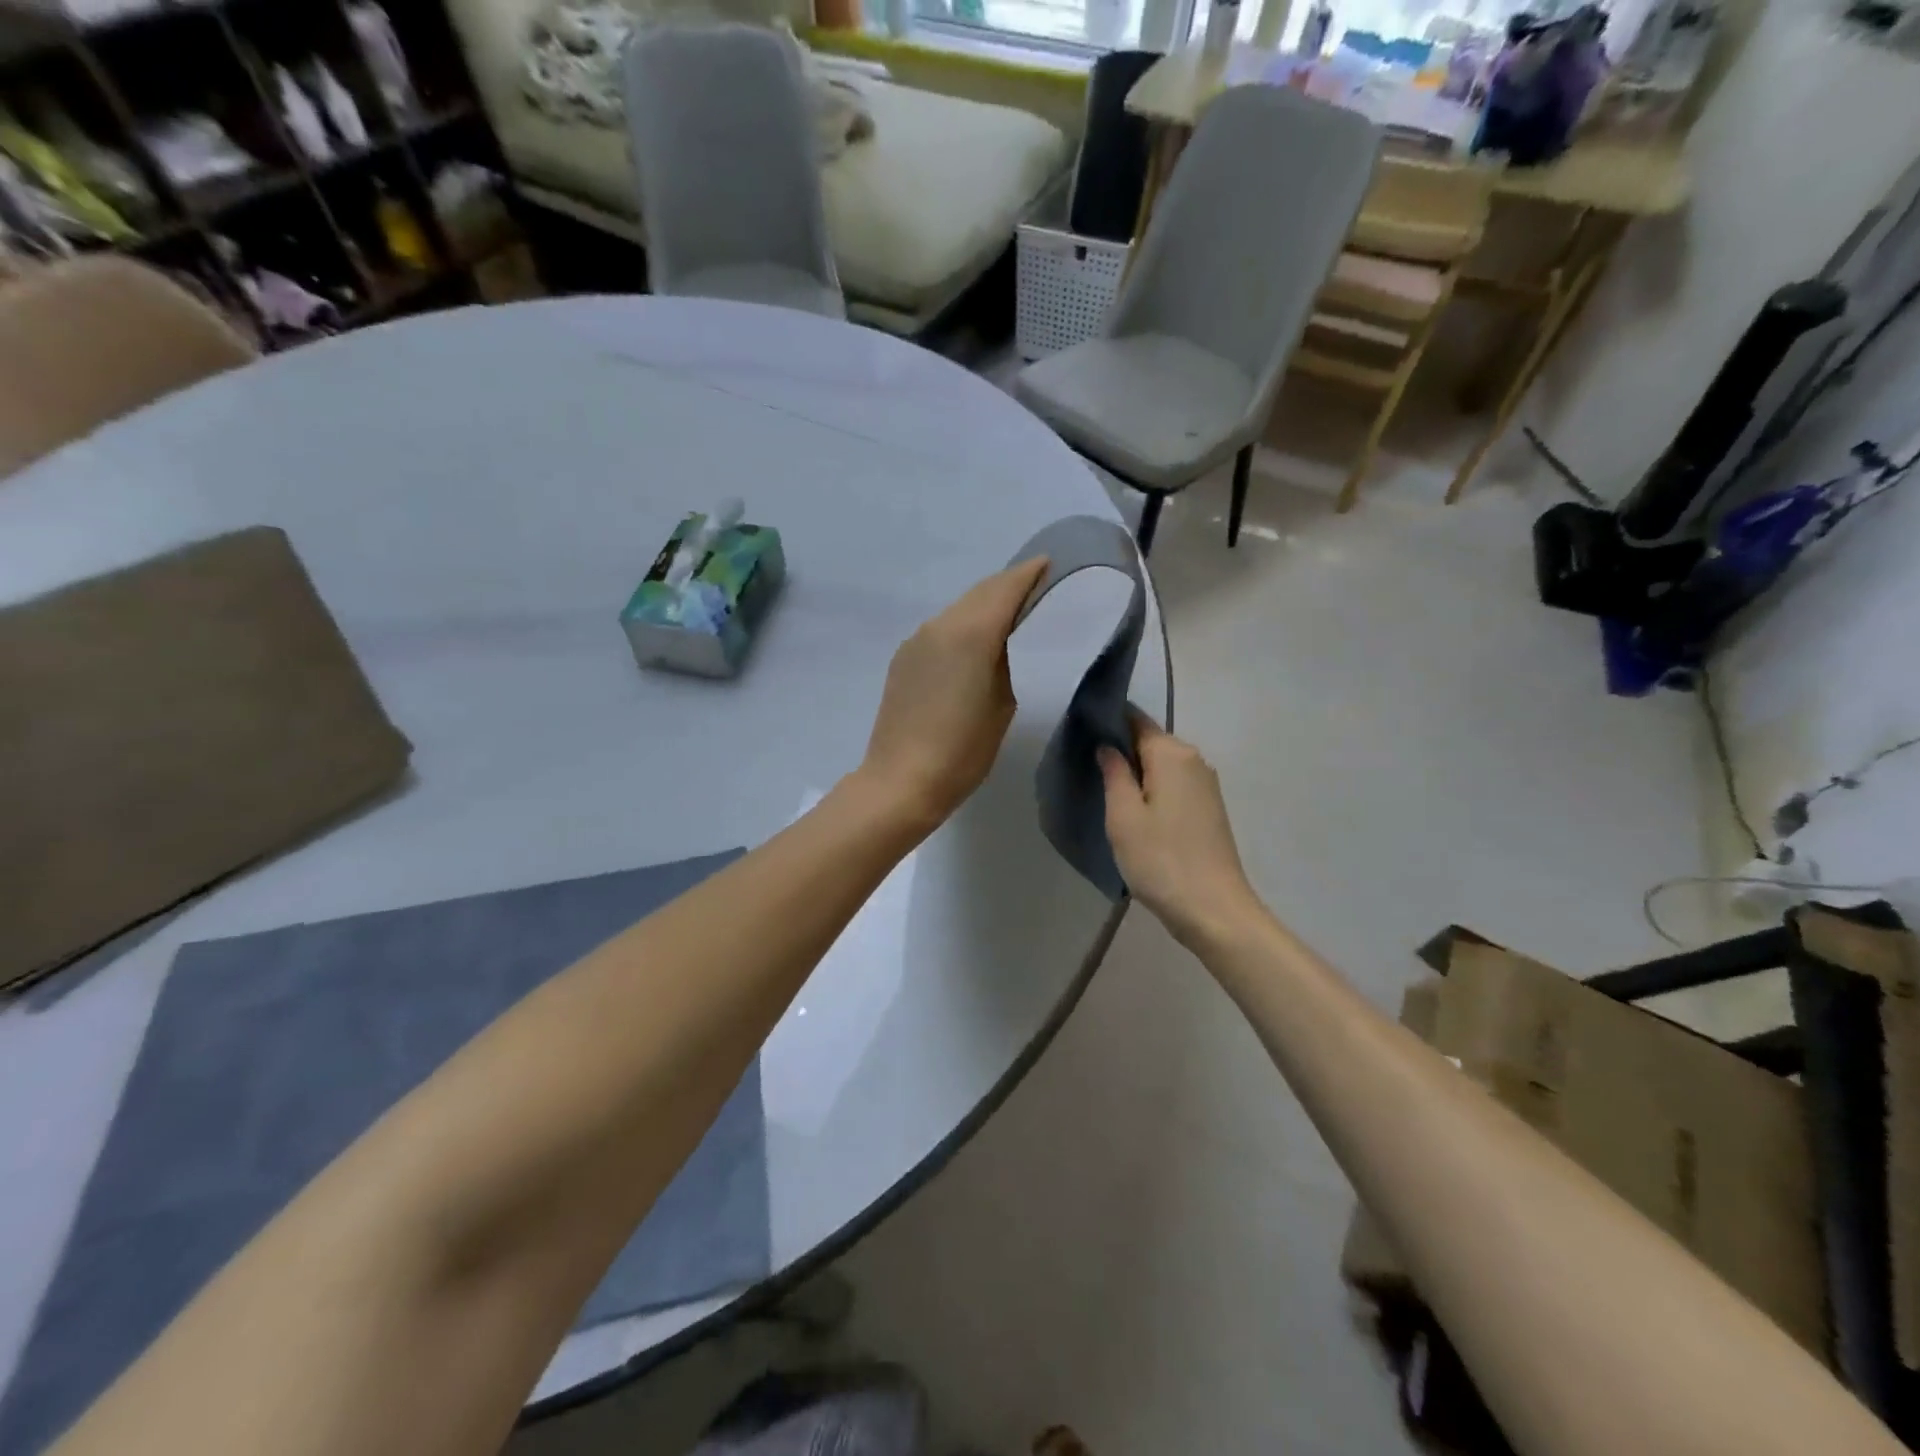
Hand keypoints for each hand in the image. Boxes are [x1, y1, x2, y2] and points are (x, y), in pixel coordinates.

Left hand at [859, 556, 1048, 831]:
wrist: (901, 780)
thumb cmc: (963, 751)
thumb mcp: (1003, 703)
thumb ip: (1007, 661)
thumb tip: (1004, 642)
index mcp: (971, 634)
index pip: (1006, 588)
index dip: (1030, 574)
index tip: (1050, 565)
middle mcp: (940, 625)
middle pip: (981, 592)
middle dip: (1009, 586)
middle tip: (1037, 589)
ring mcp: (917, 640)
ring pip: (959, 609)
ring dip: (985, 605)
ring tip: (1011, 615)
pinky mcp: (904, 658)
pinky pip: (941, 629)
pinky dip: (964, 625)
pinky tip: (975, 643)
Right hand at [1099, 714, 1265, 950]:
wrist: (1213, 910)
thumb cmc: (1161, 860)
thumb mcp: (1123, 816)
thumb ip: (1114, 773)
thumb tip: (1107, 746)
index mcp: (1172, 754)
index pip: (1135, 719)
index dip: (1108, 721)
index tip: (1080, 731)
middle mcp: (1194, 760)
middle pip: (1150, 741)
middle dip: (1120, 748)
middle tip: (1085, 766)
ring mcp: (1205, 785)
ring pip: (1162, 765)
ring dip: (1136, 772)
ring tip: (1104, 789)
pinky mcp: (1209, 808)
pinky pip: (1173, 785)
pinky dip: (1153, 789)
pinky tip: (1134, 810)